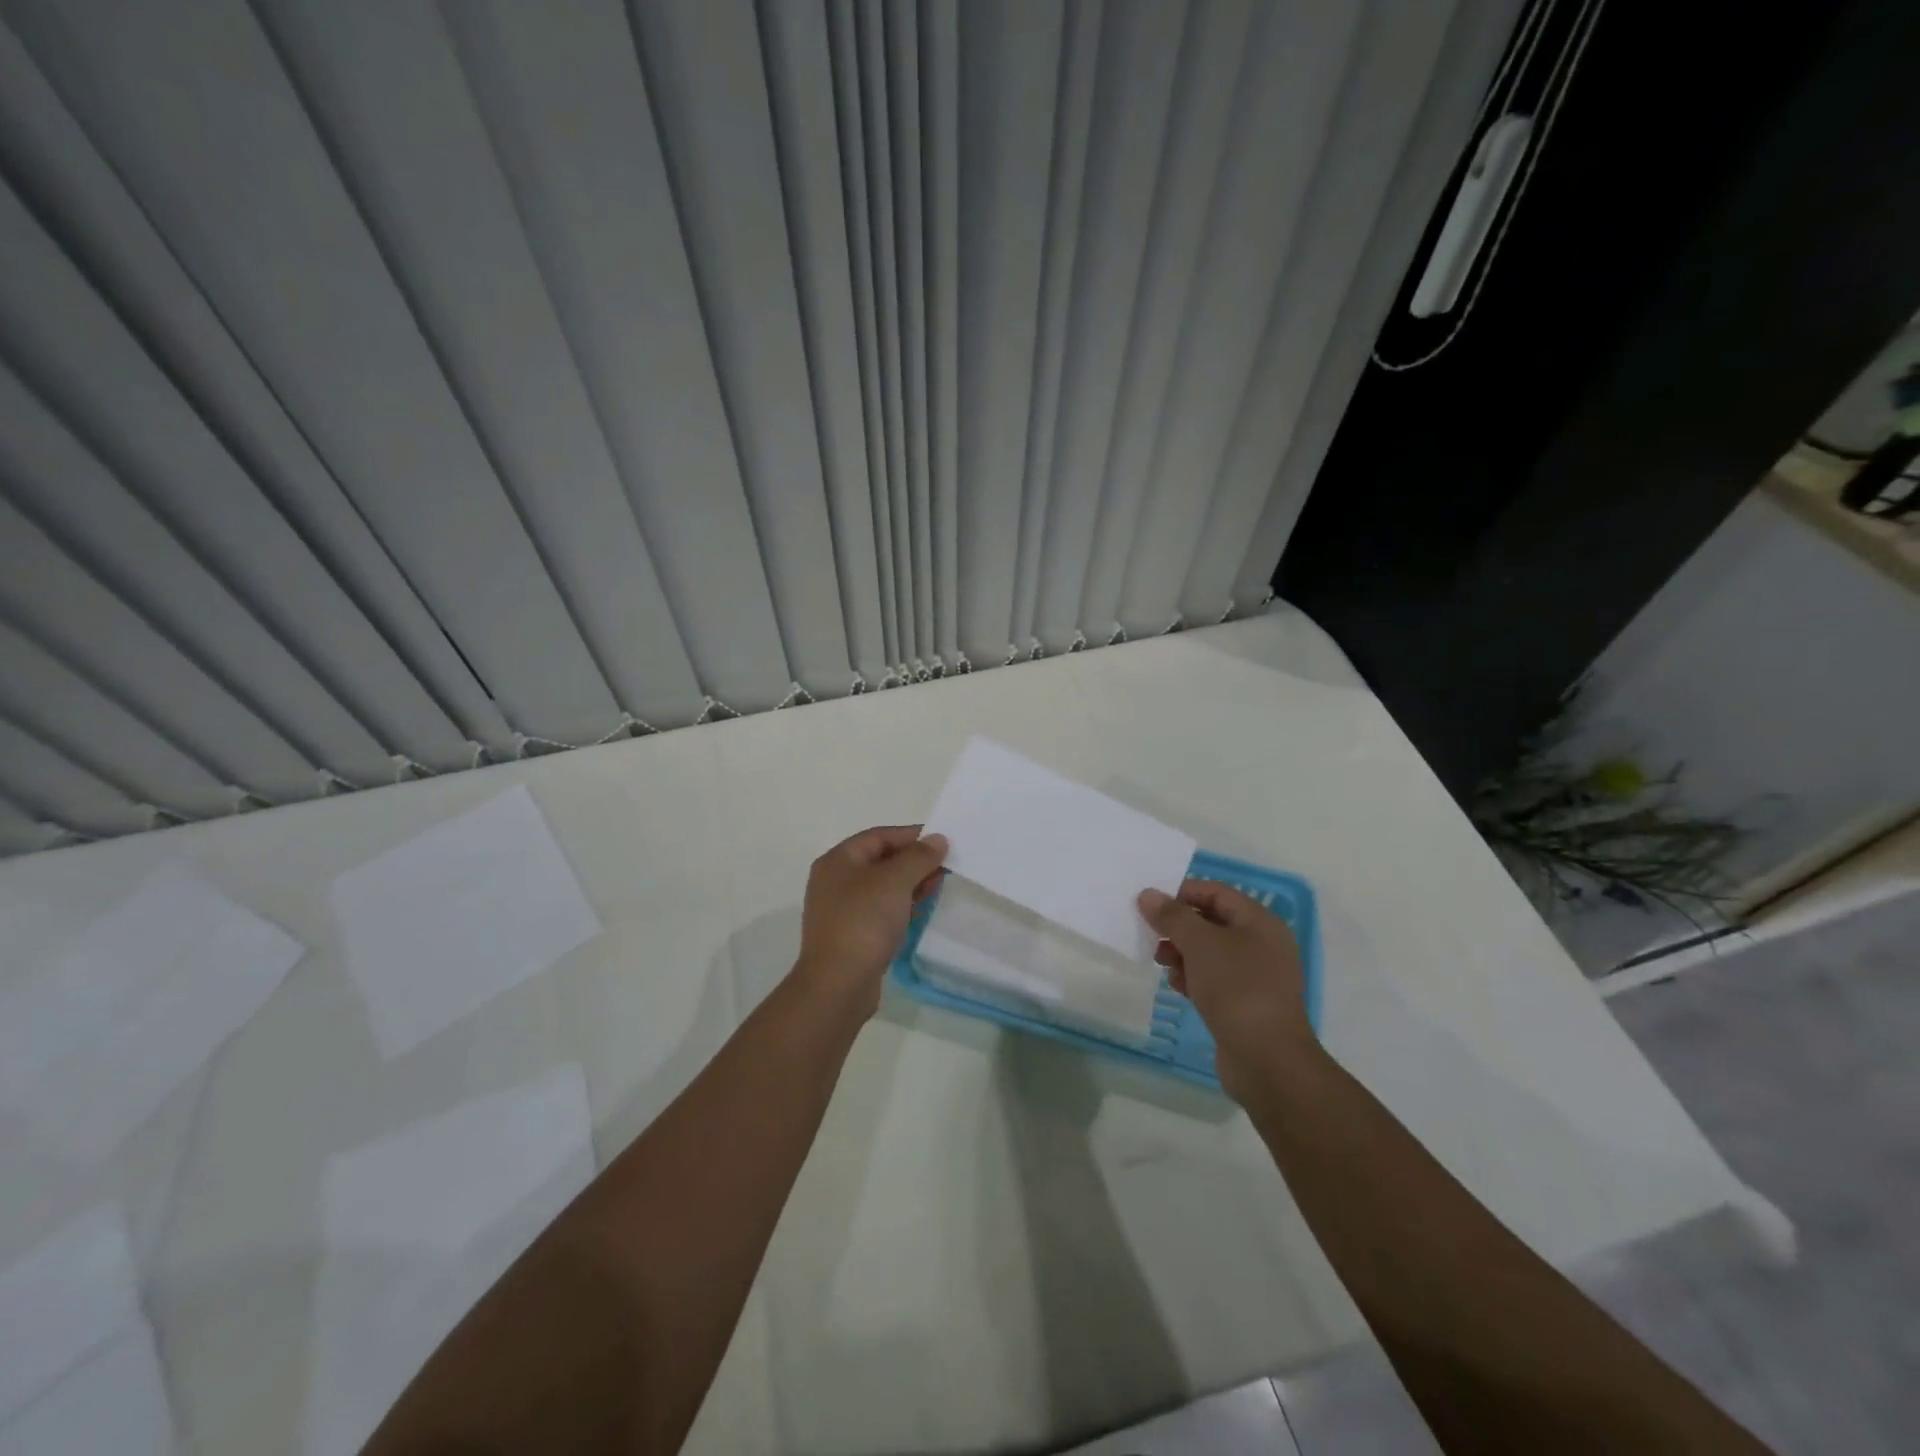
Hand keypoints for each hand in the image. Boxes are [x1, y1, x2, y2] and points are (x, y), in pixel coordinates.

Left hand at [795, 825, 947, 1014]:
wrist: (838, 984)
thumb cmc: (864, 922)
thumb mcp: (895, 881)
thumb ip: (919, 857)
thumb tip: (937, 839)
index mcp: (838, 860)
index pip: (879, 836)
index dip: (911, 836)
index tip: (942, 842)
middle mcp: (835, 881)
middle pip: (880, 860)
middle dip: (913, 862)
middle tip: (944, 869)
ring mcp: (841, 910)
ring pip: (882, 887)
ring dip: (910, 885)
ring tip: (936, 889)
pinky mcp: (851, 934)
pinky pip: (880, 910)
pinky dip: (900, 906)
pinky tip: (919, 913)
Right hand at [1138, 880, 1313, 1099]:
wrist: (1267, 1059)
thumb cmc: (1236, 988)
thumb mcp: (1200, 944)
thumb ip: (1172, 916)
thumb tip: (1148, 894)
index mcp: (1259, 922)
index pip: (1216, 892)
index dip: (1182, 892)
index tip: (1150, 903)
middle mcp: (1261, 944)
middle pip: (1211, 922)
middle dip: (1179, 926)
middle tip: (1150, 935)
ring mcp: (1255, 976)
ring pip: (1210, 952)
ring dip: (1182, 953)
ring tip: (1161, 963)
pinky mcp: (1245, 1003)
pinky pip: (1213, 979)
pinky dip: (1192, 977)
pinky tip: (1177, 986)